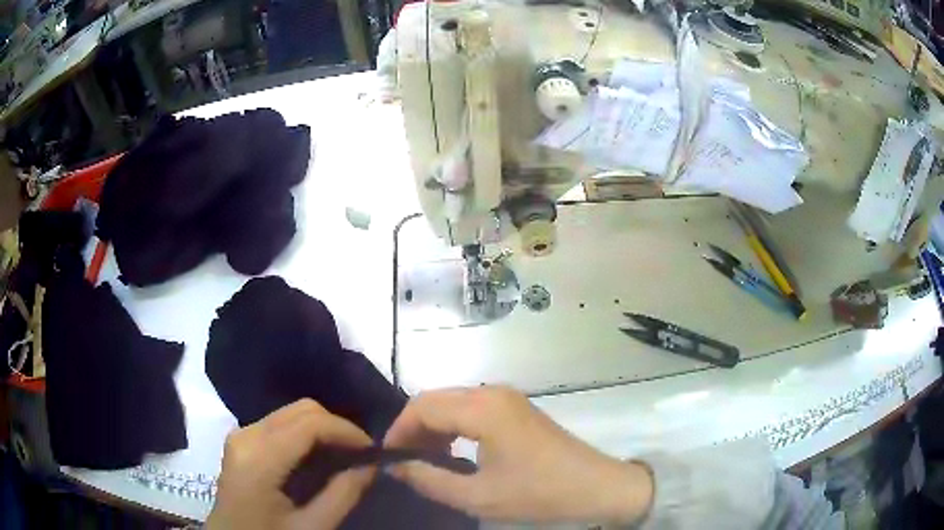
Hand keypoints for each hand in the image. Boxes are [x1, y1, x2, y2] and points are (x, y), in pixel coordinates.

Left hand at [207, 399, 373, 529]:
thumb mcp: (311, 527)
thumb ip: (342, 495)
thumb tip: (372, 466)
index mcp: (259, 457)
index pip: (310, 423)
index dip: (347, 431)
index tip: (373, 451)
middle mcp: (246, 434)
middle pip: (301, 409)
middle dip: (336, 427)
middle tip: (360, 455)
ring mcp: (240, 434)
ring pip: (291, 413)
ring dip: (322, 429)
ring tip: (343, 457)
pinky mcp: (240, 441)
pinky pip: (279, 423)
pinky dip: (305, 434)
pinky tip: (317, 458)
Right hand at [383, 386, 652, 523]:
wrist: (596, 486)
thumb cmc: (538, 493)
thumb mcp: (477, 496)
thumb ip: (428, 479)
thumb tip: (394, 465)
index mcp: (483, 409)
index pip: (422, 407)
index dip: (399, 430)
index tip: (388, 457)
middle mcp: (493, 393)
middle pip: (436, 399)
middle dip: (413, 427)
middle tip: (403, 460)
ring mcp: (508, 398)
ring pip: (453, 402)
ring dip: (433, 426)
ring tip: (425, 459)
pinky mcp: (517, 408)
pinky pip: (472, 408)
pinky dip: (454, 426)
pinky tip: (452, 451)